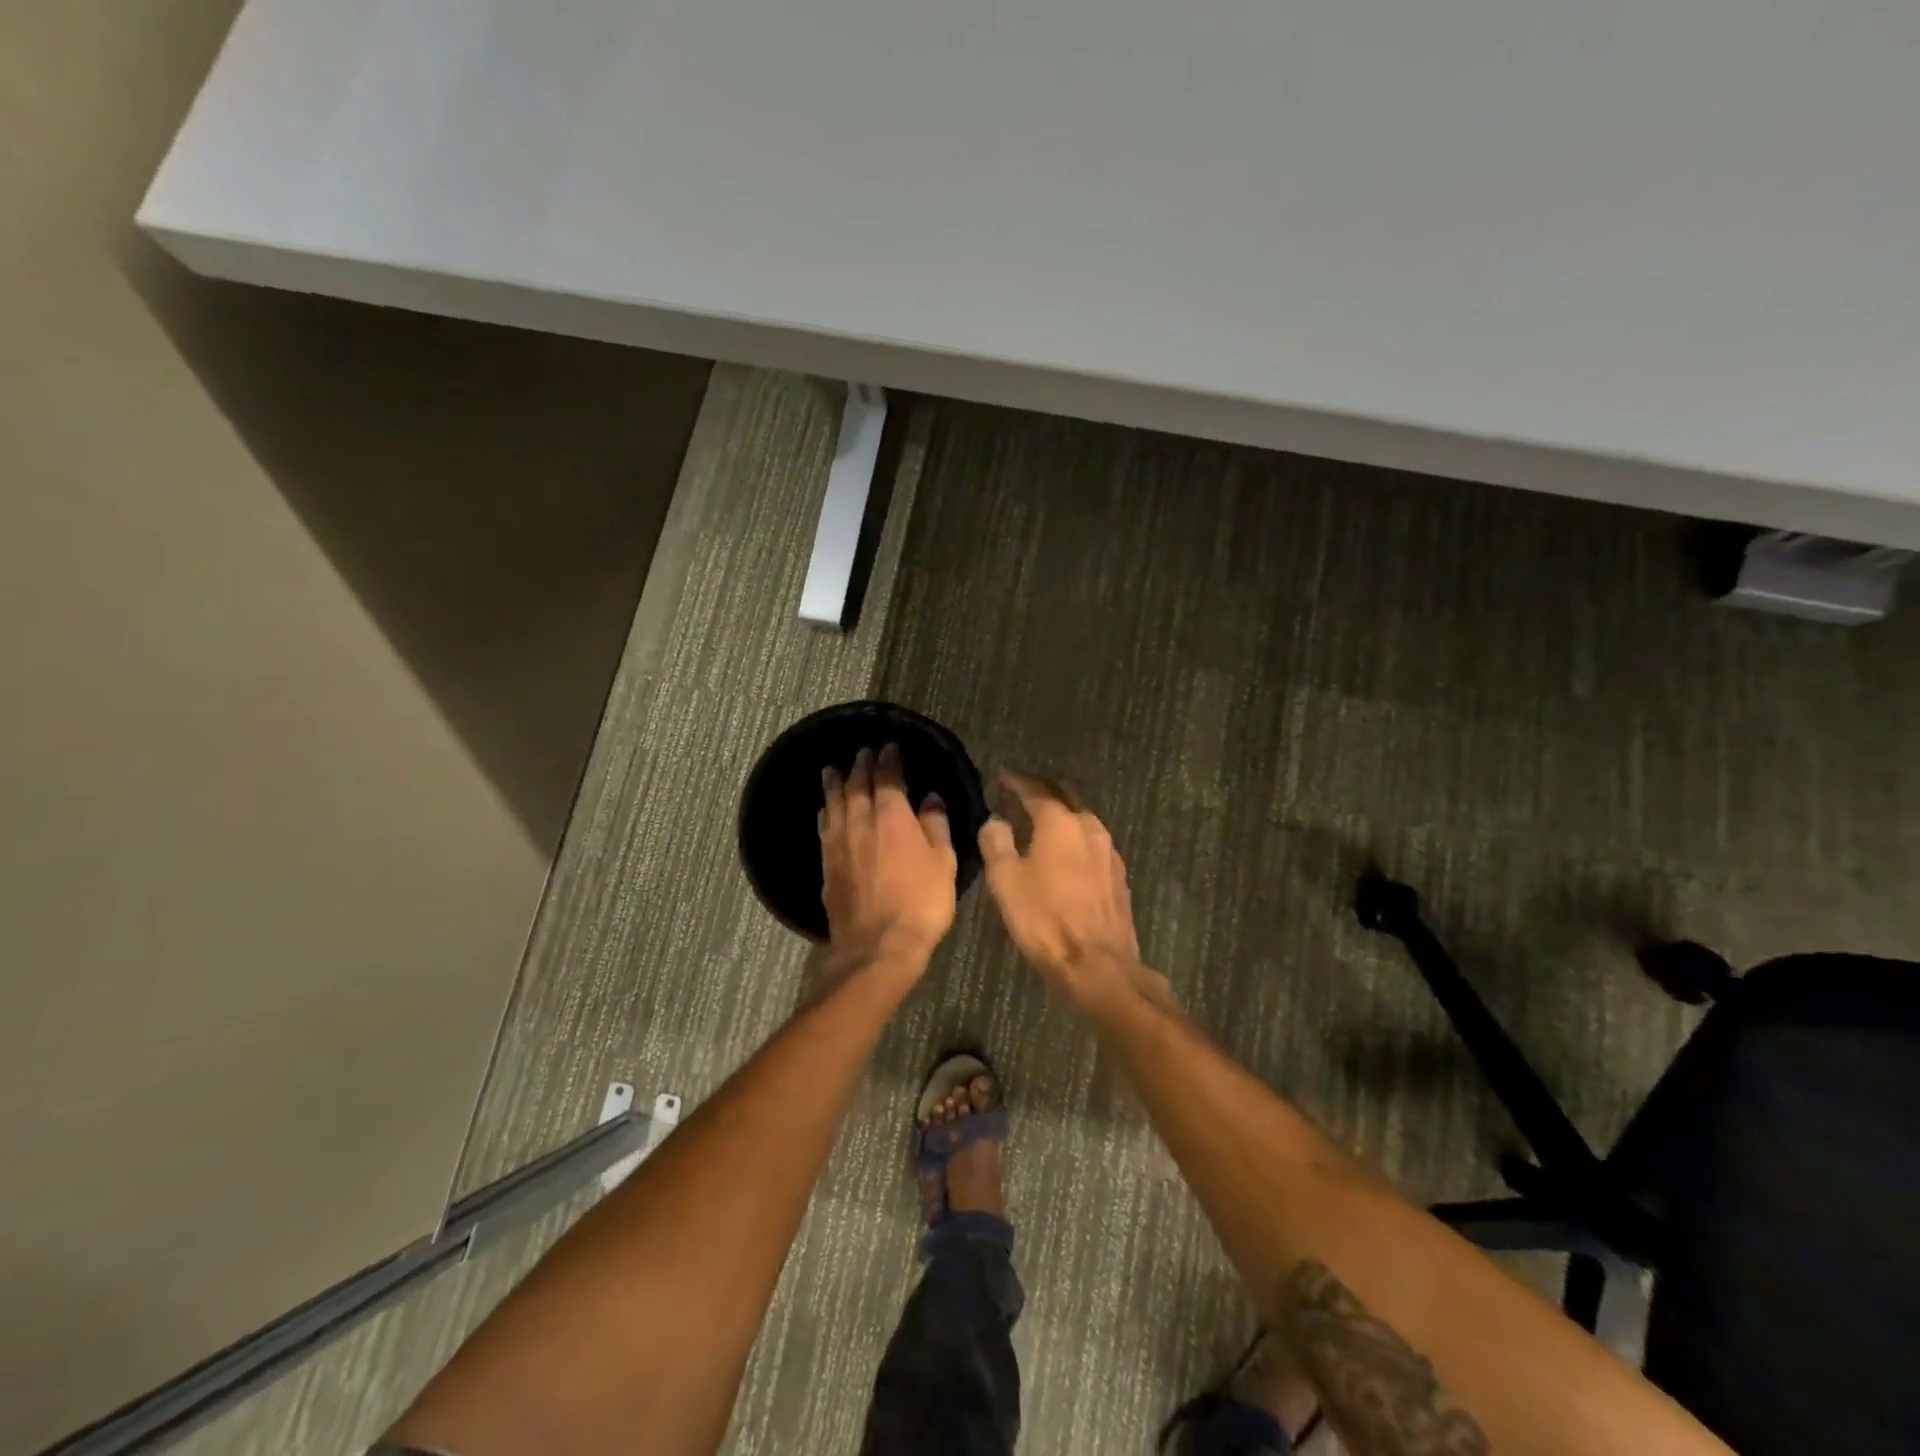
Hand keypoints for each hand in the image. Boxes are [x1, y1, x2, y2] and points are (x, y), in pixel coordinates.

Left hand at [820, 744, 956, 972]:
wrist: (878, 945)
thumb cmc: (921, 902)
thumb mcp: (942, 862)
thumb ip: (936, 825)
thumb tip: (930, 797)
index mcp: (892, 816)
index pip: (887, 777)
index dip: (888, 760)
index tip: (889, 747)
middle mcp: (860, 822)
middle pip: (856, 785)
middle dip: (860, 765)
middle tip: (862, 752)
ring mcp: (839, 843)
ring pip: (834, 803)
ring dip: (834, 784)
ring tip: (832, 770)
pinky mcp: (827, 866)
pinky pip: (825, 828)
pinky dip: (826, 812)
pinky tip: (825, 811)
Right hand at [979, 773, 1144, 1010]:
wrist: (1097, 965)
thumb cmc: (1044, 919)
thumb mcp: (1005, 880)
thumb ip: (996, 841)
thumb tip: (995, 820)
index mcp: (1060, 822)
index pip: (1035, 790)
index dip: (1016, 781)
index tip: (1002, 777)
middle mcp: (1089, 827)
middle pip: (1065, 796)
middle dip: (1043, 790)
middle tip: (1022, 791)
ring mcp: (1108, 851)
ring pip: (1082, 819)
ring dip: (1061, 814)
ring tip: (1041, 821)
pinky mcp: (1118, 875)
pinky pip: (1091, 843)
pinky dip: (1074, 837)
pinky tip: (1065, 853)